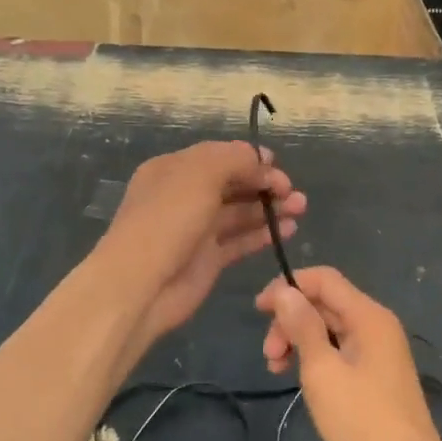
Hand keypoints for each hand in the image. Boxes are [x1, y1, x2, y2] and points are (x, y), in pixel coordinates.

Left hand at [100, 141, 305, 350]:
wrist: (141, 284)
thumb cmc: (168, 219)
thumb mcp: (200, 174)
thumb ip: (234, 159)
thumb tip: (261, 160)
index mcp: (174, 170)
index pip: (218, 156)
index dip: (249, 159)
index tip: (278, 166)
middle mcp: (184, 196)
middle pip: (231, 184)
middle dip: (263, 184)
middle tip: (293, 192)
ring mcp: (196, 230)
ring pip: (239, 213)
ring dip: (269, 208)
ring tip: (300, 208)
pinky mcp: (208, 260)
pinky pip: (240, 241)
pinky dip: (262, 234)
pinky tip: (287, 229)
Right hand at [256, 267, 441, 440]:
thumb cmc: (362, 419)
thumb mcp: (322, 370)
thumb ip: (303, 326)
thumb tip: (285, 291)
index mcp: (368, 316)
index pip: (324, 279)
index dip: (288, 286)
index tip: (259, 309)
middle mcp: (376, 324)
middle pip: (325, 303)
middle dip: (291, 321)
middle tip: (269, 354)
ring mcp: (378, 350)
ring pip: (329, 328)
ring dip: (299, 340)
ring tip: (277, 370)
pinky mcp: (375, 373)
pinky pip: (339, 349)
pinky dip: (315, 357)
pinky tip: (300, 379)